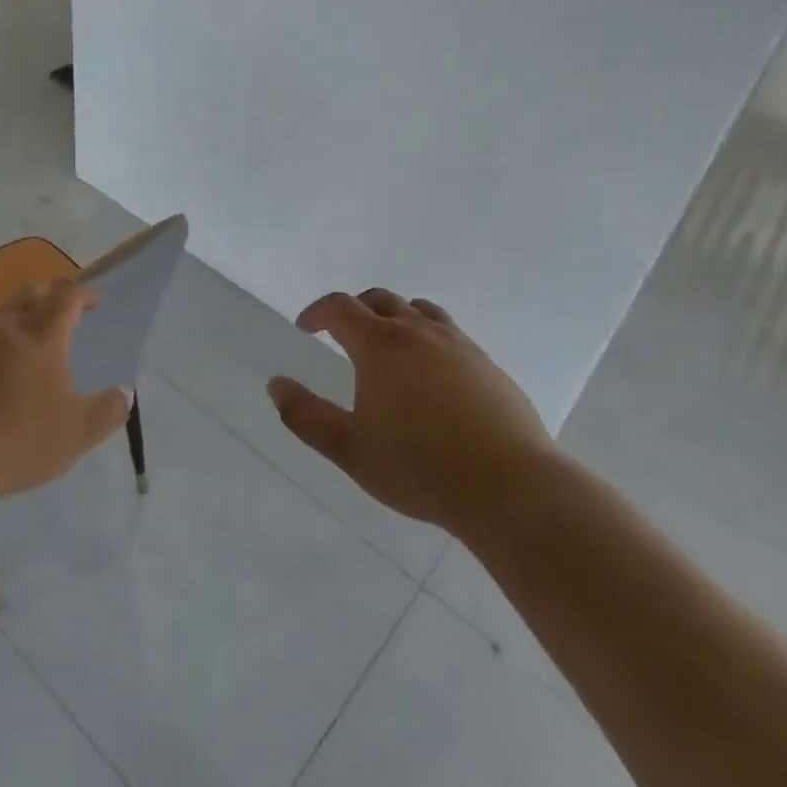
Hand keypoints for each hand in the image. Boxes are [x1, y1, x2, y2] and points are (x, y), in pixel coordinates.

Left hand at [0, 278, 133, 508]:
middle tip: (60, 317)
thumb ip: (108, 411)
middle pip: (28, 293)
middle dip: (48, 297)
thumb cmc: (16, 442)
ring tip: (23, 357)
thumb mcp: (77, 434)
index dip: (84, 293)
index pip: (66, 295)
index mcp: (40, 336)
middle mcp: (2, 328)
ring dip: (14, 325)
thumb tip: (125, 392)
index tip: (95, 302)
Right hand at [268, 289, 558, 531]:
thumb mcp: (349, 449)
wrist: (510, 488)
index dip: (317, 312)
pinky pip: (449, 333)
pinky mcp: (487, 364)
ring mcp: (458, 344)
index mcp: (380, 344)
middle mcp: (418, 332)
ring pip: (419, 310)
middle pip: (379, 299)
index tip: (305, 328)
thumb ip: (305, 415)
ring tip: (387, 345)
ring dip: (394, 316)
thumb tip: (276, 384)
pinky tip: (431, 374)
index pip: (340, 307)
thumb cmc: (420, 468)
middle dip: (354, 309)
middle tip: (341, 334)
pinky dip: (427, 337)